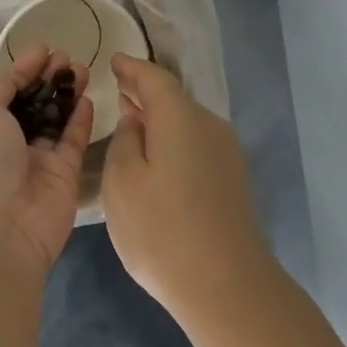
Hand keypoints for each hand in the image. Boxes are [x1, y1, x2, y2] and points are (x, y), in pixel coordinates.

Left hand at [0, 46, 93, 283]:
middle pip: (32, 104)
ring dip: (67, 93)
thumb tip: (23, 68)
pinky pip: (73, 141)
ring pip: (55, 120)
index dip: (23, 69)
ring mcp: (35, 161)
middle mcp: (5, 144)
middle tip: (69, 56)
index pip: (3, 92)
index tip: (45, 49)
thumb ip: (2, 85)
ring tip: (83, 68)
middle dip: (48, 78)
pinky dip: (80, 120)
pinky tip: (88, 97)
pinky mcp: (63, 176)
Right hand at [104, 54, 271, 321]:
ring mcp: (227, 154)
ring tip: (133, 123)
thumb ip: (125, 140)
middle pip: (174, 99)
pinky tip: (158, 158)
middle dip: (145, 93)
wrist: (226, 286)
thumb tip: (137, 120)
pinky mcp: (233, 180)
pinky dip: (174, 141)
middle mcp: (210, 126)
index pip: (153, 78)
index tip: (113, 61)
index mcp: (181, 117)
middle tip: (118, 91)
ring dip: (160, 119)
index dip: (131, 68)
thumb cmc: (161, 229)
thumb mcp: (122, 181)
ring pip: (187, 123)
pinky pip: (196, 145)